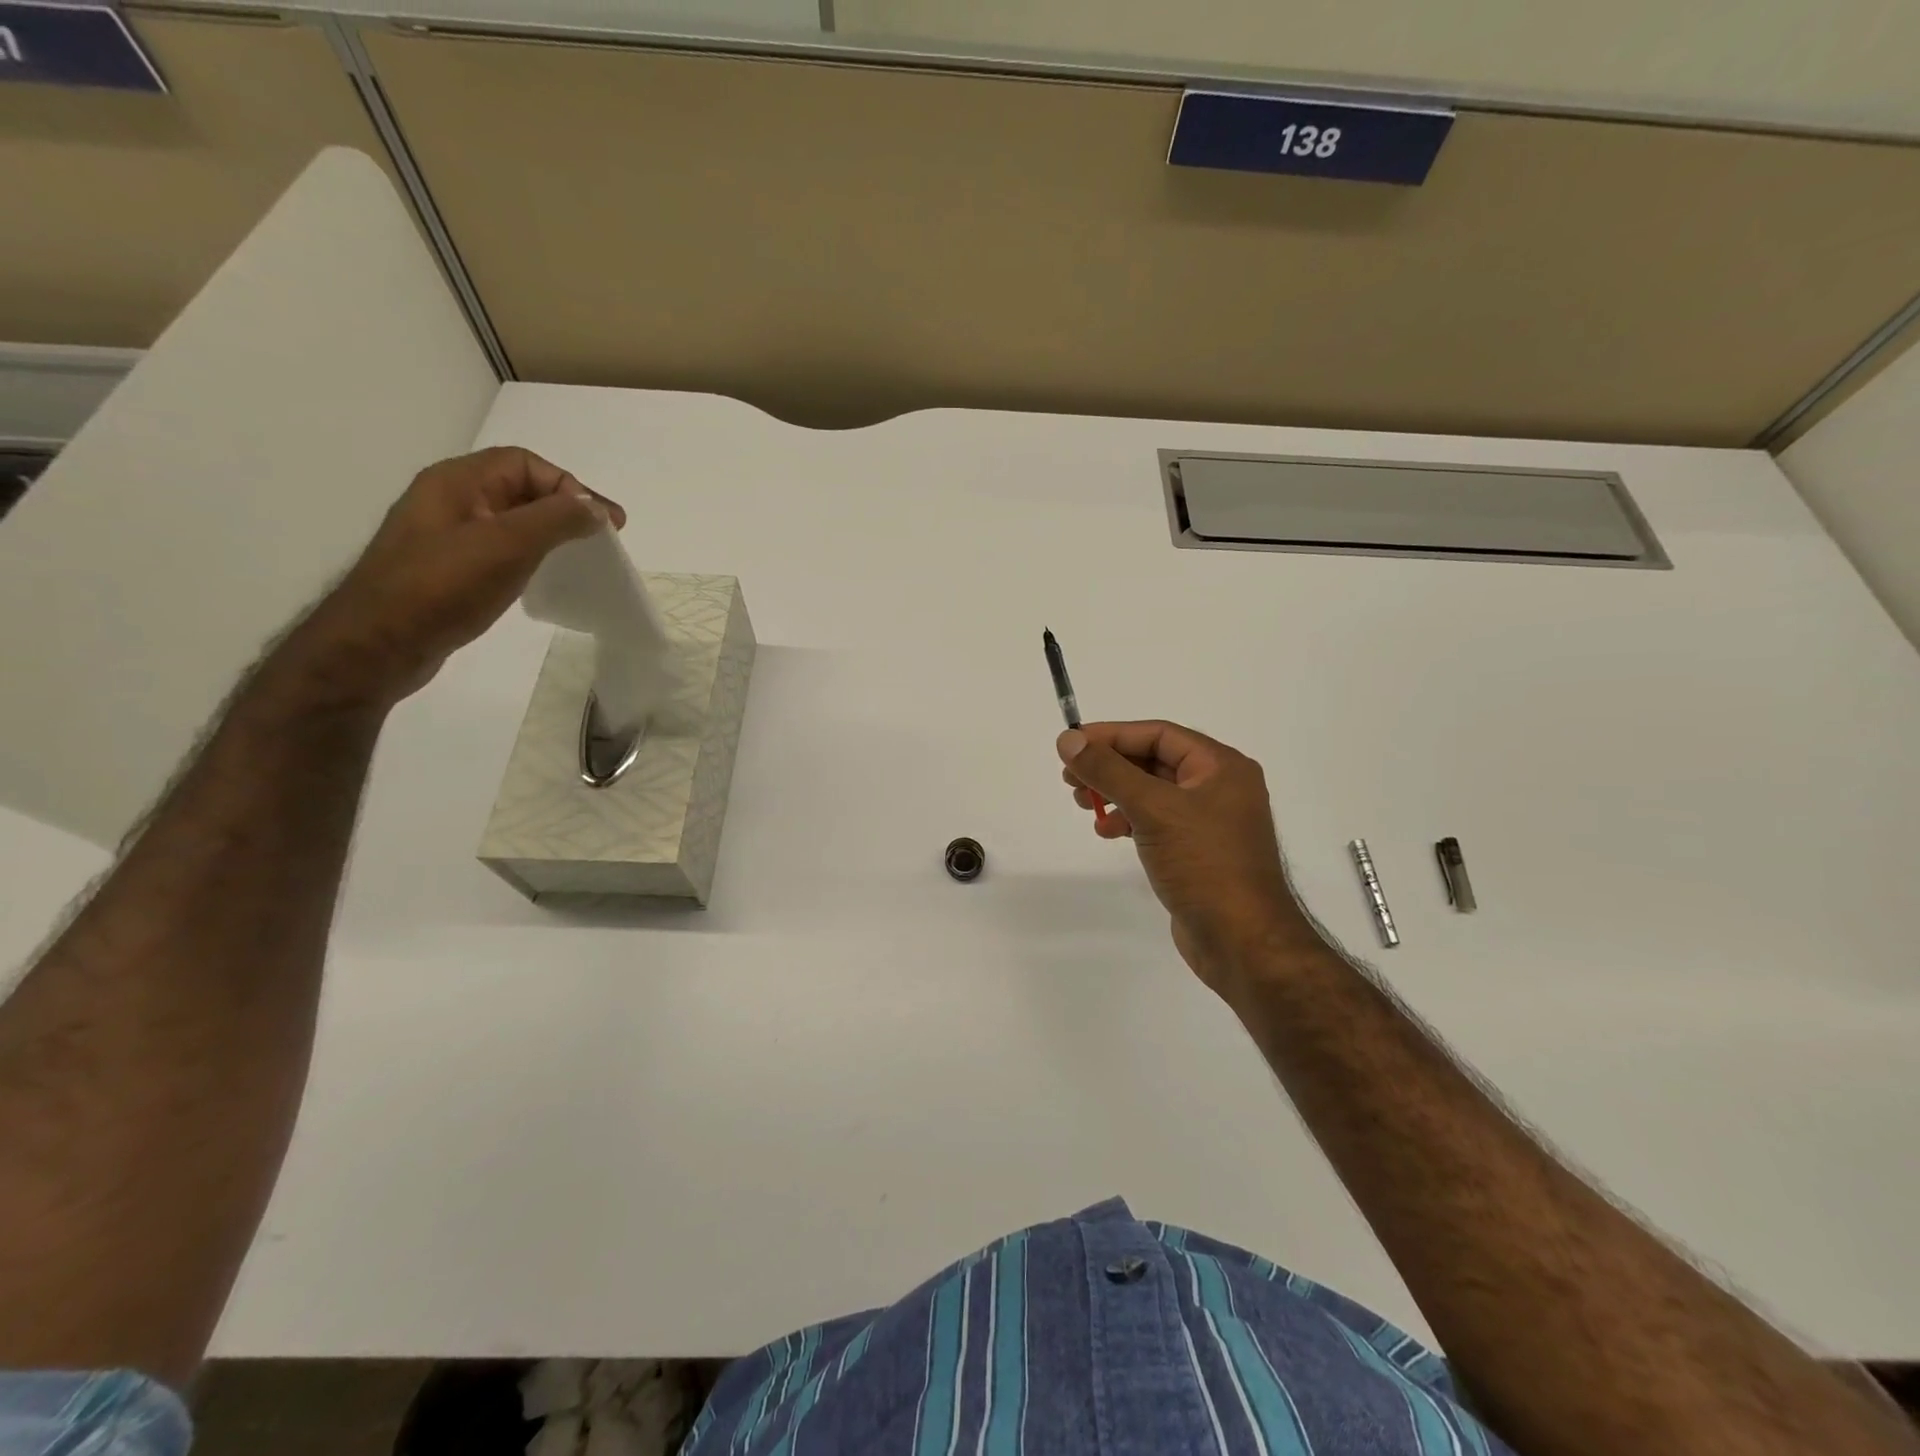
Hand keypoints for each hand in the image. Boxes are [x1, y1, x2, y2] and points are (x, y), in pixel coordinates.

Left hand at [275, 448, 623, 713]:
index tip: (606, 524)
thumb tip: (595, 509)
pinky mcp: (449, 569)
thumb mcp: (508, 544)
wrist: (380, 643)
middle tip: (602, 540)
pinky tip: (543, 577)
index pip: (526, 464)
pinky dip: (531, 555)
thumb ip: (557, 519)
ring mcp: (447, 536)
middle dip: (565, 508)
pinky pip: (500, 548)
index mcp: (457, 481)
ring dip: (551, 532)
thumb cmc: (443, 586)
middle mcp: (450, 500)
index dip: (571, 487)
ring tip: (580, 558)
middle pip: (520, 488)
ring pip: (512, 520)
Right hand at [1058, 721, 1320, 993]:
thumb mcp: (1153, 809)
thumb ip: (1108, 771)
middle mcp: (1219, 787)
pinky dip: (1129, 820)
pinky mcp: (1197, 851)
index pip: (1159, 734)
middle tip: (1070, 777)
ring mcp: (1209, 821)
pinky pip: (1156, 821)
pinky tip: (1107, 831)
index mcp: (1221, 767)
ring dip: (1115, 793)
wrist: (1242, 942)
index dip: (1112, 735)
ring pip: (1152, 792)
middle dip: (1110, 766)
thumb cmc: (1203, 864)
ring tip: (1083, 804)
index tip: (1071, 744)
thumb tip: (1067, 740)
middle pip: (1154, 761)